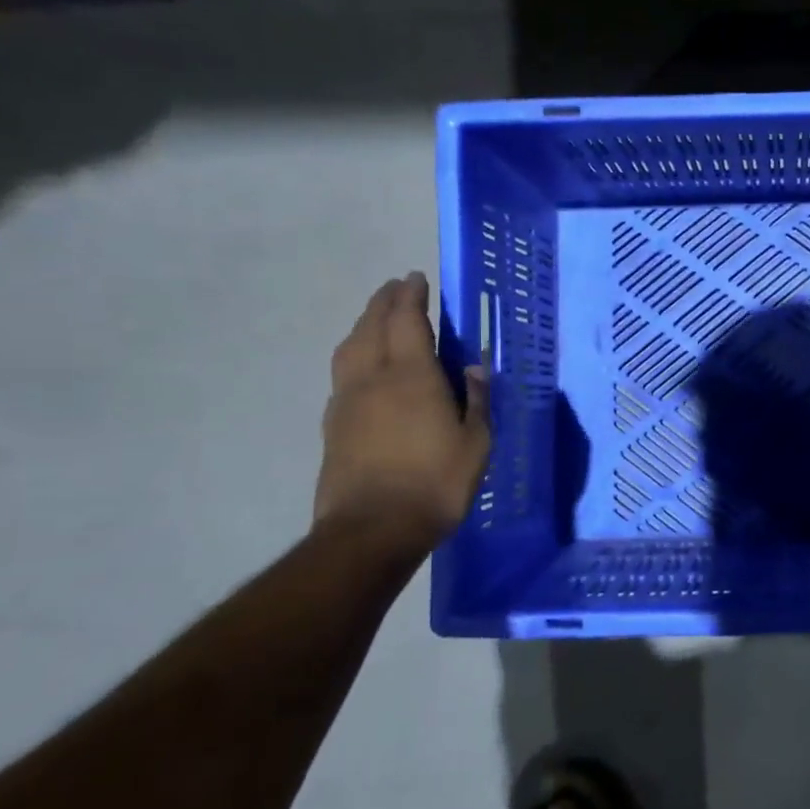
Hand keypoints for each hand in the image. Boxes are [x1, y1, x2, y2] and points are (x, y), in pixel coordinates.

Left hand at [314, 272, 490, 544]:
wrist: (371, 530)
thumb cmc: (435, 483)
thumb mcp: (476, 442)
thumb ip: (475, 400)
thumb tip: (473, 369)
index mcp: (411, 376)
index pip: (406, 320)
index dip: (410, 295)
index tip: (416, 278)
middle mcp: (373, 378)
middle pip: (371, 326)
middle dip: (383, 302)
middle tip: (396, 289)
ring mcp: (347, 401)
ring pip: (349, 348)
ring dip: (364, 325)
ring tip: (378, 320)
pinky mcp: (333, 425)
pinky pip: (343, 373)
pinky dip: (355, 355)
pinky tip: (366, 367)